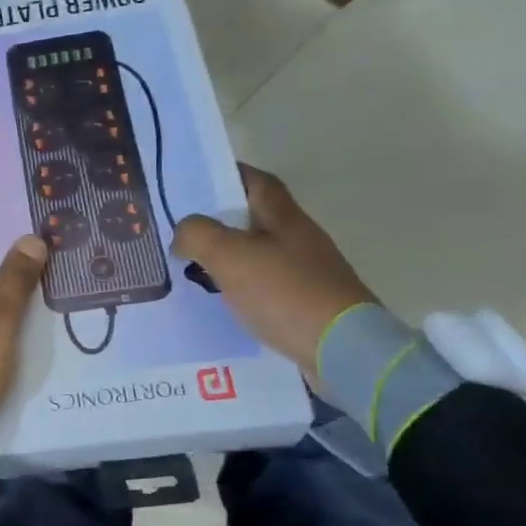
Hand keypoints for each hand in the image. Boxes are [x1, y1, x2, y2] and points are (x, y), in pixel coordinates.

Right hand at [172, 165, 375, 378]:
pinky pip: (267, 286)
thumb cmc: (285, 292)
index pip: (256, 181)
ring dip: (230, 256)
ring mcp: (307, 273)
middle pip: (257, 218)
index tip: (196, 181)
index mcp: (284, 217)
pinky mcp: (308, 304)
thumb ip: (198, 234)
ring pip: (260, 253)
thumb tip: (183, 232)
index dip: (228, 175)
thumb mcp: (230, 256)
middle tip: (184, 230)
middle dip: (222, 220)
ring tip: (195, 267)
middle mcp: (299, 239)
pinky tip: (224, 301)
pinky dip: (243, 287)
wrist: (342, 349)